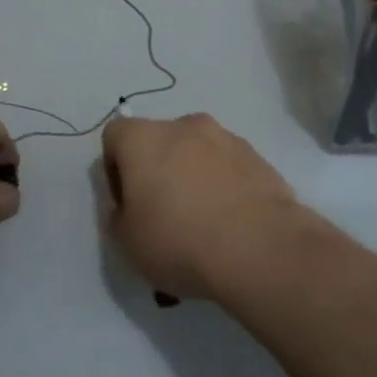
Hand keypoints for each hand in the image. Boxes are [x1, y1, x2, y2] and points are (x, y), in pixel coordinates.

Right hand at [100, 112, 303, 299]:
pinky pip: (230, 167)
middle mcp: (184, 126)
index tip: (127, 202)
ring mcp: (226, 138)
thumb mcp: (126, 241)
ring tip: (204, 222)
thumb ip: (120, 214)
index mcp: (143, 138)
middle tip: (164, 213)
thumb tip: (131, 205)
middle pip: (159, 140)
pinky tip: (232, 224)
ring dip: (194, 175)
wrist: (261, 249)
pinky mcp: (259, 158)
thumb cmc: (179, 241)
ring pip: (198, 152)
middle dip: (158, 169)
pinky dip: (225, 186)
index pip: (115, 135)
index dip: (115, 168)